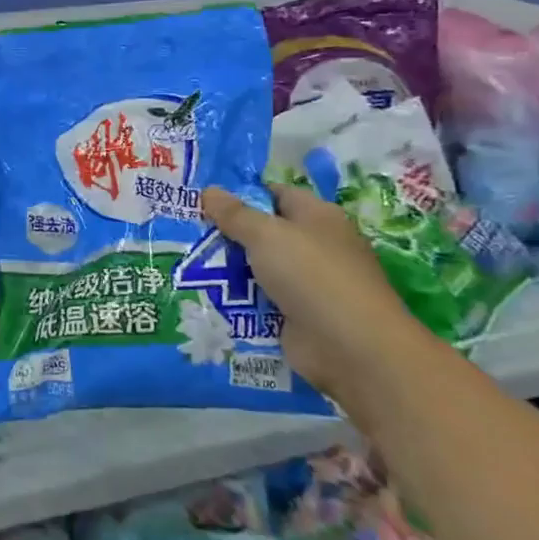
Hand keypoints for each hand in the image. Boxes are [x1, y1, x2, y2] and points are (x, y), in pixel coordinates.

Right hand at [200, 182, 427, 405]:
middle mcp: (315, 246)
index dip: (242, 194)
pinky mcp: (299, 316)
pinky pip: (261, 300)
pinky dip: (239, 300)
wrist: (352, 349)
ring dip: (229, 269)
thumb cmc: (312, 275)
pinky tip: (205, 296)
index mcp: (317, 216)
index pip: (276, 194)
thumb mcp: (265, 235)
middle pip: (264, 232)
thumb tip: (209, 190)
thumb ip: (234, 213)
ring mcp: (308, 284)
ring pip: (259, 268)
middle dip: (228, 234)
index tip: (203, 200)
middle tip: (186, 232)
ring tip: (186, 263)